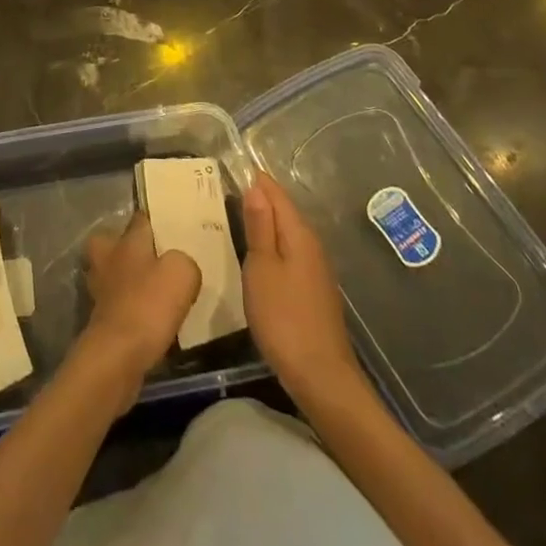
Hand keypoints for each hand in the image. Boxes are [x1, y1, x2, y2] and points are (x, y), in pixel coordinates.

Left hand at [78, 213, 200, 408]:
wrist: (118, 355)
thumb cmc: (148, 304)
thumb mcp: (181, 273)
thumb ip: (184, 261)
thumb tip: (180, 266)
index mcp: (127, 240)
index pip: (139, 219)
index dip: (155, 221)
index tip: (170, 226)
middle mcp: (108, 258)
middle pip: (111, 242)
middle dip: (125, 246)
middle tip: (151, 258)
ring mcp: (99, 289)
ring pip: (111, 273)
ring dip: (126, 279)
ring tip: (153, 290)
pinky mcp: (100, 319)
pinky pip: (116, 303)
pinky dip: (128, 307)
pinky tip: (148, 318)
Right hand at [241, 171, 364, 404]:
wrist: (321, 377)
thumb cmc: (284, 318)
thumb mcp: (262, 268)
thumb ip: (259, 227)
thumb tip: (256, 186)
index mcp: (299, 234)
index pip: (276, 193)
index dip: (255, 179)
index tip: (230, 168)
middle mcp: (312, 245)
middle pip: (284, 211)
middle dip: (259, 199)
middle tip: (224, 191)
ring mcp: (316, 270)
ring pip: (287, 233)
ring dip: (265, 224)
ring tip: (235, 218)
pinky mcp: (314, 291)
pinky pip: (290, 253)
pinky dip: (273, 246)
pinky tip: (257, 257)